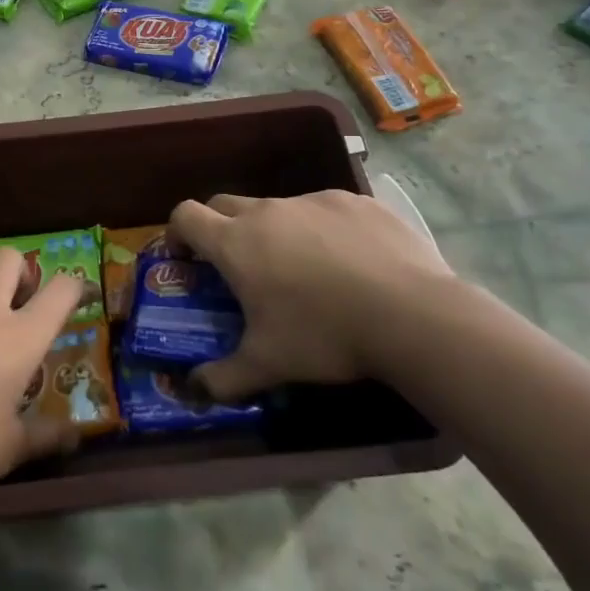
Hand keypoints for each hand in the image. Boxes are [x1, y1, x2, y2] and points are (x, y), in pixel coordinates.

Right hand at [169, 190, 462, 401]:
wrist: (412, 315)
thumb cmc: (324, 336)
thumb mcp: (267, 365)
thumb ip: (222, 378)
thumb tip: (193, 389)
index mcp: (236, 243)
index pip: (185, 215)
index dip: (178, 233)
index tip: (186, 258)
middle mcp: (269, 211)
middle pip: (225, 205)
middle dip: (221, 229)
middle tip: (238, 267)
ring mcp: (314, 200)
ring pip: (278, 208)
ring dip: (275, 232)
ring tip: (303, 271)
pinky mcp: (356, 201)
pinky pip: (325, 210)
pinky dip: (322, 230)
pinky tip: (350, 263)